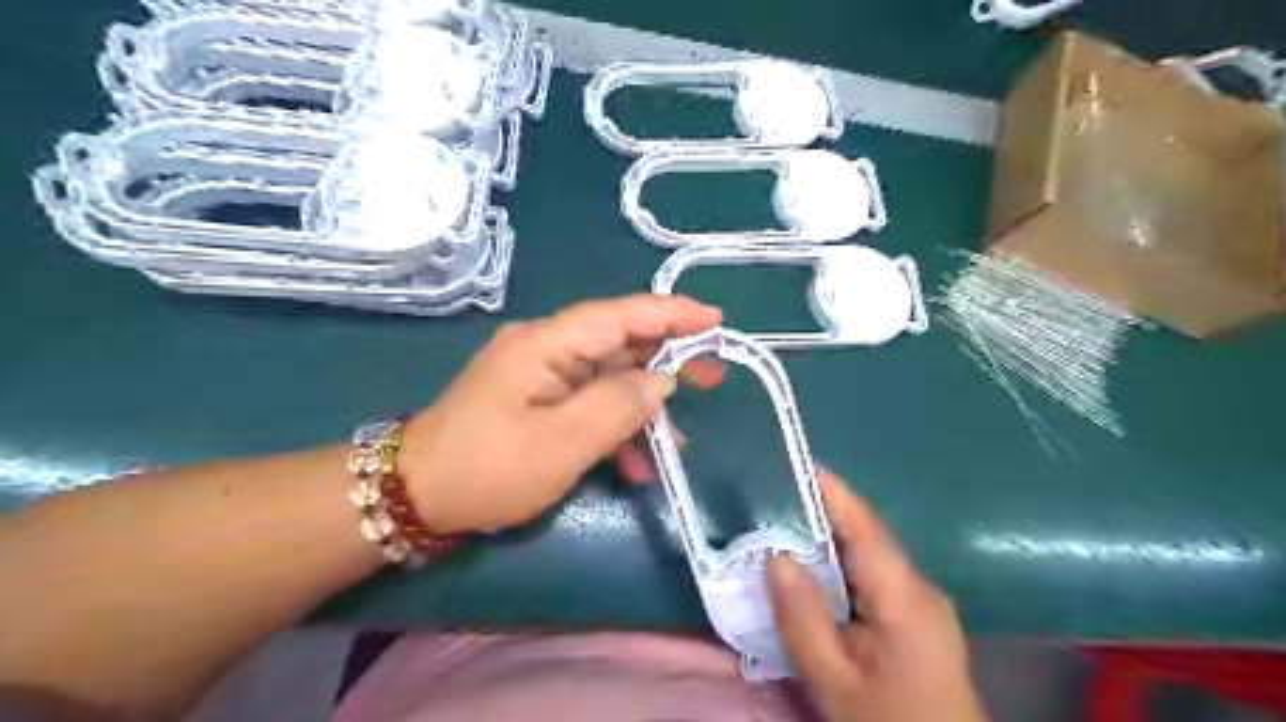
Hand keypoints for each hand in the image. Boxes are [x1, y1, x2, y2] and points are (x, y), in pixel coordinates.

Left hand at [399, 294, 720, 534]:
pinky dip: (615, 429)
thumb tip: (660, 380)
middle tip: (714, 374)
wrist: (418, 497)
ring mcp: (541, 376)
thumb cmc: (489, 469)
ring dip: (644, 408)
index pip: (619, 315)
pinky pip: (588, 405)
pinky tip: (637, 465)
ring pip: (608, 379)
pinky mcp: (538, 401)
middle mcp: (546, 349)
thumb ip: (618, 406)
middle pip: (619, 343)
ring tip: (680, 441)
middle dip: (668, 359)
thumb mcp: (562, 443)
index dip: (670, 313)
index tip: (716, 319)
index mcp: (546, 344)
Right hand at [766, 470, 985, 721]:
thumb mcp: (835, 681)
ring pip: (869, 557)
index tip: (798, 463)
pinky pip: (874, 577)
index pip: (865, 528)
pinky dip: (841, 567)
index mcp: (905, 598)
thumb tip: (777, 557)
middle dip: (822, 513)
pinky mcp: (918, 618)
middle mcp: (920, 589)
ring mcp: (924, 603)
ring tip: (783, 525)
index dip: (833, 492)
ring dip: (830, 541)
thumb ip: (804, 621)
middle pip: (867, 537)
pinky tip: (814, 573)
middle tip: (774, 495)